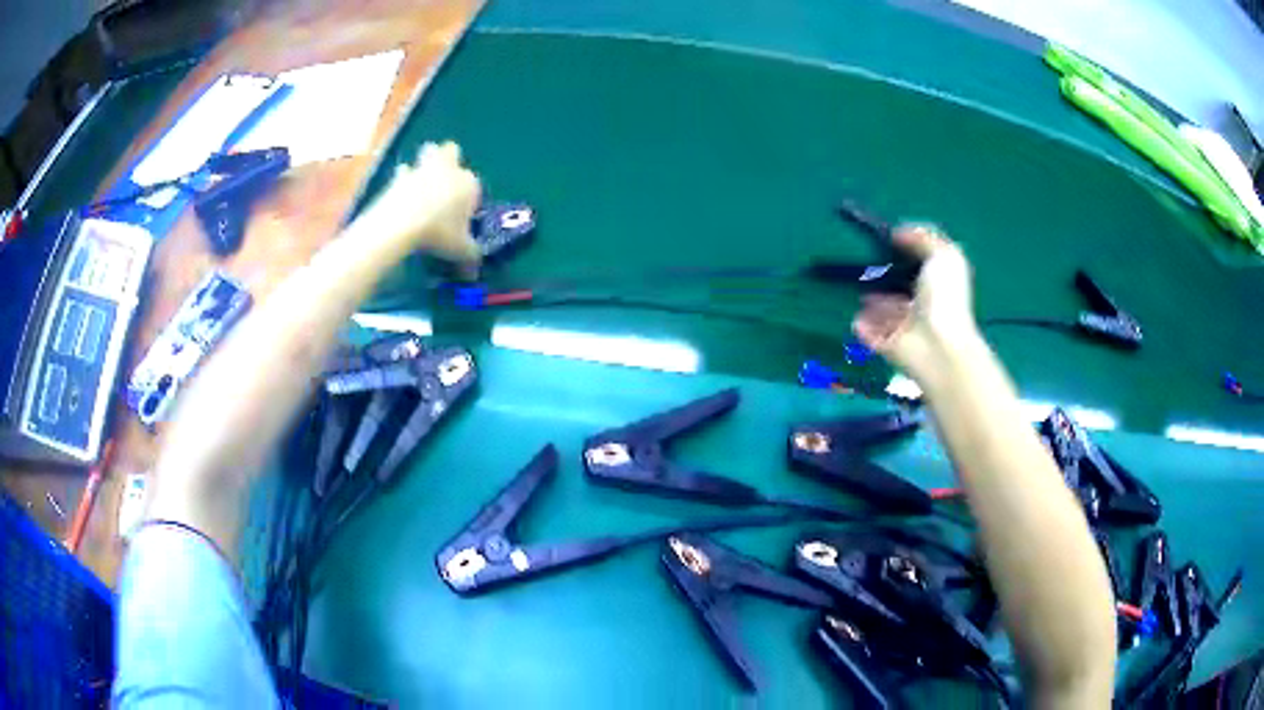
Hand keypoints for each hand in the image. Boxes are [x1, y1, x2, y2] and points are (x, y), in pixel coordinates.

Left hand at [371, 141, 481, 274]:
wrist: (403, 223)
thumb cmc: (439, 232)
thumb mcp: (461, 250)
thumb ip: (470, 256)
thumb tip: (473, 273)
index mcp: (469, 184)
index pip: (474, 186)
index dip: (469, 199)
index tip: (462, 217)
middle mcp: (449, 170)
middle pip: (452, 152)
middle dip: (449, 161)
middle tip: (444, 181)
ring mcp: (423, 169)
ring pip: (428, 152)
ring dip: (426, 161)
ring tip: (423, 180)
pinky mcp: (400, 175)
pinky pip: (403, 171)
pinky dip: (402, 179)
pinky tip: (400, 191)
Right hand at [851, 224, 977, 379]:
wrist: (935, 346)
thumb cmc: (944, 298)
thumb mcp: (944, 256)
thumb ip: (922, 238)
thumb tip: (896, 234)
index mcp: (936, 281)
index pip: (916, 261)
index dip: (901, 247)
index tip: (881, 236)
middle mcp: (919, 301)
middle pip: (896, 280)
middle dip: (879, 269)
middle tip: (858, 254)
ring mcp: (900, 323)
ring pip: (879, 304)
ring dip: (866, 292)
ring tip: (846, 275)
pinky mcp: (882, 341)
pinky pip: (865, 327)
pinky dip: (858, 319)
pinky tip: (847, 303)